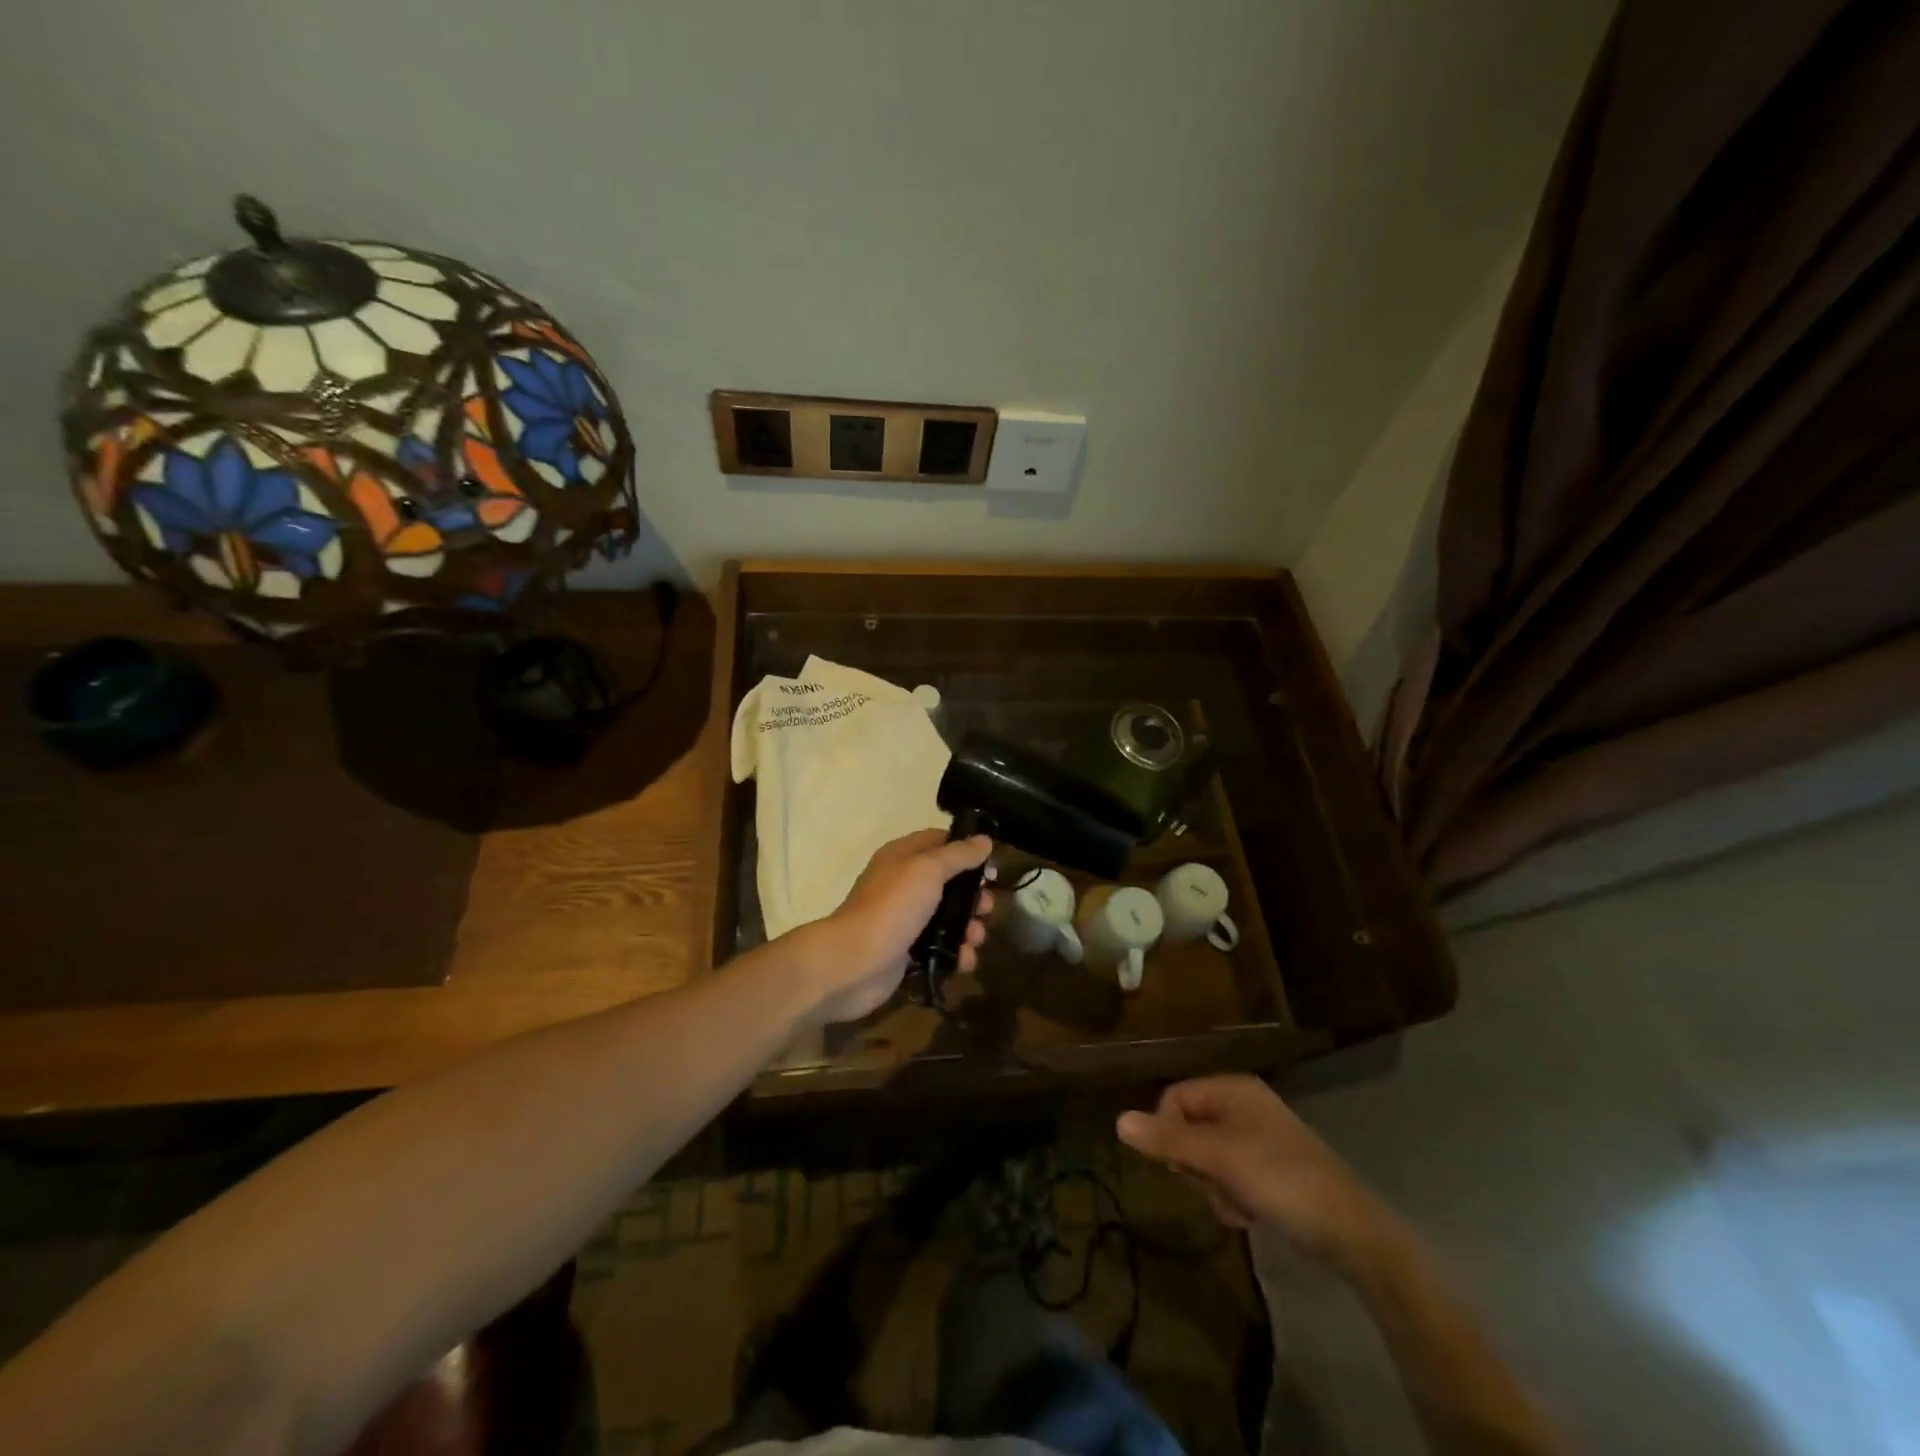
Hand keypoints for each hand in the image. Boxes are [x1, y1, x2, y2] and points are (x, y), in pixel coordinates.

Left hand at [799, 829, 993, 1023]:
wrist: (853, 964)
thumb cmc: (891, 908)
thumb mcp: (928, 870)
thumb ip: (958, 855)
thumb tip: (984, 840)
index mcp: (902, 857)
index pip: (939, 841)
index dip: (967, 850)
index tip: (991, 865)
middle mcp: (903, 884)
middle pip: (949, 883)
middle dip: (973, 897)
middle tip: (987, 909)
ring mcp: (905, 920)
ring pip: (948, 918)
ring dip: (969, 928)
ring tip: (975, 939)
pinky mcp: (907, 952)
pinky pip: (940, 948)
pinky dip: (956, 953)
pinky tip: (964, 960)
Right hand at [1117, 1075, 1389, 1268]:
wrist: (1352, 1232)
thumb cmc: (1281, 1180)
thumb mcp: (1220, 1159)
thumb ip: (1168, 1140)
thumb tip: (1118, 1121)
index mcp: (1232, 1089)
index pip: (1173, 1099)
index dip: (1168, 1133)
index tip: (1181, 1167)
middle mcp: (1242, 1105)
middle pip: (1188, 1129)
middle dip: (1196, 1166)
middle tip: (1218, 1186)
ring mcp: (1257, 1137)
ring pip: (1206, 1158)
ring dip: (1214, 1187)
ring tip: (1239, 1204)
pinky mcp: (1269, 1168)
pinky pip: (1229, 1176)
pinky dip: (1233, 1196)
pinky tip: (1252, 1213)